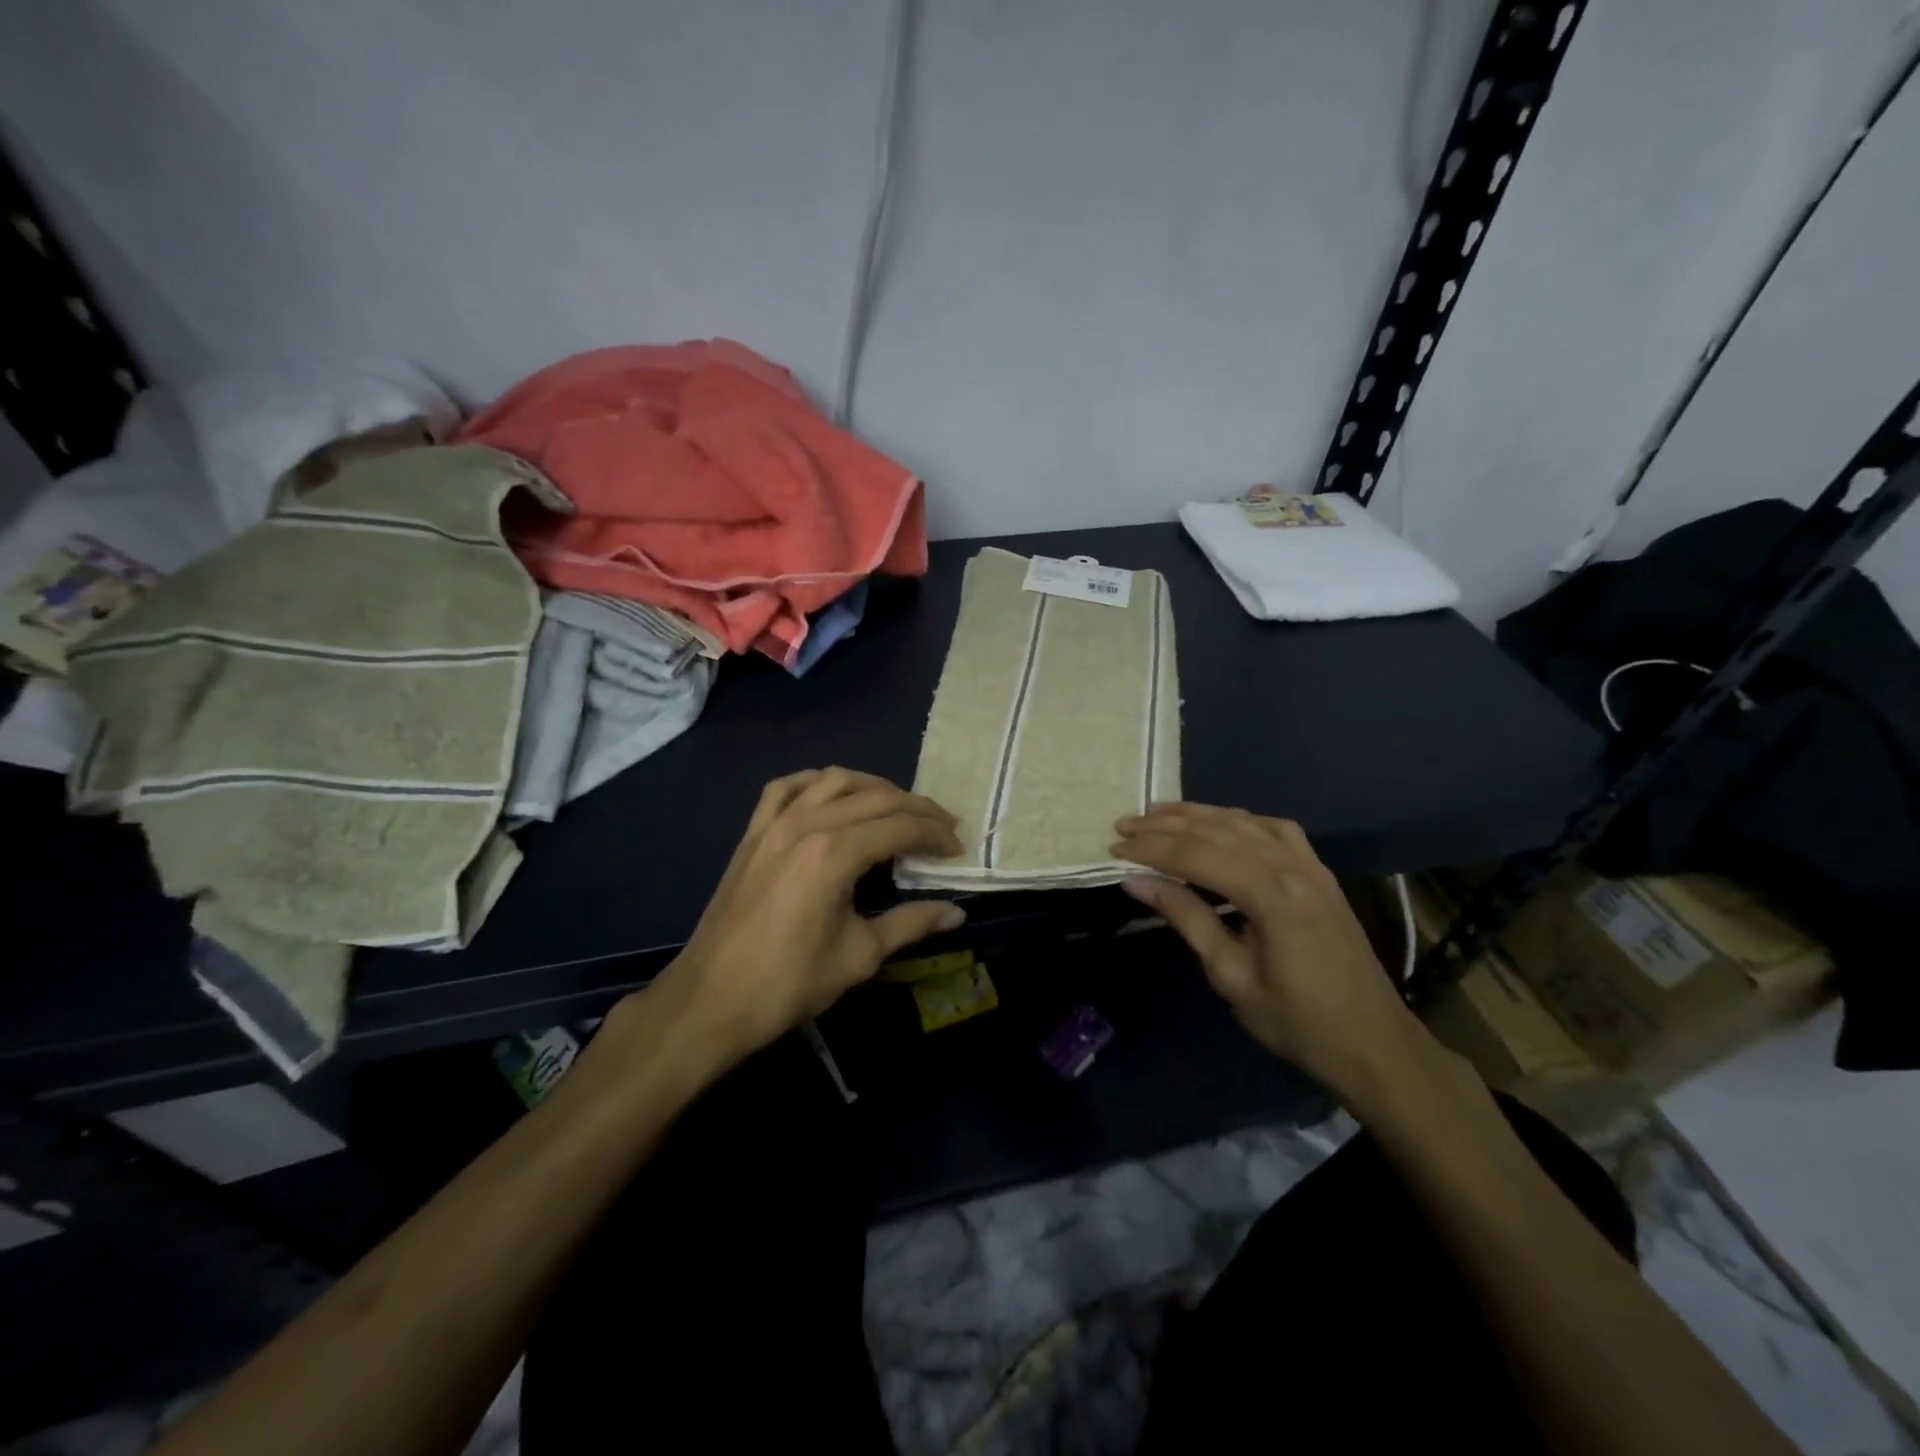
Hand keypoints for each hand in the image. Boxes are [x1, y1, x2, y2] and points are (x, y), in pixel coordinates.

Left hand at [650, 768, 965, 1072]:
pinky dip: (816, 782)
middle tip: (942, 827)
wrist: (711, 1000)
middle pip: (874, 797)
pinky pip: (787, 787)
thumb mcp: (859, 956)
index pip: (899, 827)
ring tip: (898, 807)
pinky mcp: (752, 833)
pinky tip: (832, 794)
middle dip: (916, 807)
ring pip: (833, 780)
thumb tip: (956, 913)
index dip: (934, 834)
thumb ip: (911, 924)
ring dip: (873, 787)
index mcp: (834, 854)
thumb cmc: (788, 983)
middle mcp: (806, 825)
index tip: (957, 848)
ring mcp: (774, 823)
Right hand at [1112, 802, 1429, 1101]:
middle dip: (1165, 826)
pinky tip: (1220, 823)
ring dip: (1197, 815)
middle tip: (1123, 826)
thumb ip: (1186, 918)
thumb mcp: (1230, 975)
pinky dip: (1239, 820)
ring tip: (1157, 813)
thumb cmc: (1296, 1021)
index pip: (1196, 856)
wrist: (1373, 1043)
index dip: (1151, 850)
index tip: (1114, 849)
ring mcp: (1311, 865)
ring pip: (1244, 822)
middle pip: (1217, 831)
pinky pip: (1275, 830)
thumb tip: (1136, 882)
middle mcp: (1292, 866)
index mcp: (1271, 895)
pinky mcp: (1319, 873)